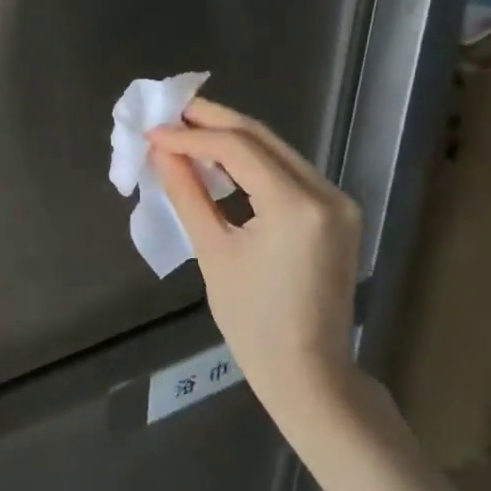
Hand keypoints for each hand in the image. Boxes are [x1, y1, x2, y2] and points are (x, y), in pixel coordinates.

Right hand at [148, 99, 365, 416]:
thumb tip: (161, 150)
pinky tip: (220, 161)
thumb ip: (187, 192)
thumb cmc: (254, 324)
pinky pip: (287, 170)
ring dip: (230, 138)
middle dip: (211, 121)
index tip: (152, 132)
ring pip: (275, 149)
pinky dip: (251, 161)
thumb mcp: (213, 252)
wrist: (310, 376)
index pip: (238, 148)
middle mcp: (326, 193)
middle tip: (169, 114)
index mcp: (297, 206)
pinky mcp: (336, 212)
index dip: (191, 135)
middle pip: (261, 137)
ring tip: (186, 132)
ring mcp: (337, 201)